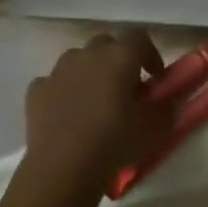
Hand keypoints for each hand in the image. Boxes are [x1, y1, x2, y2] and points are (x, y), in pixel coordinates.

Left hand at [20, 31, 171, 199]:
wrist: (63, 168)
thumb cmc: (115, 142)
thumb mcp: (155, 128)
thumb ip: (167, 107)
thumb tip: (170, 99)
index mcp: (120, 57)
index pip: (140, 37)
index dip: (150, 53)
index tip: (155, 76)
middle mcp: (88, 54)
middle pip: (106, 43)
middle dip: (118, 59)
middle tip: (126, 86)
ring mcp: (58, 70)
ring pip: (78, 59)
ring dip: (89, 71)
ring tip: (95, 99)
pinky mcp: (36, 90)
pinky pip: (54, 82)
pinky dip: (63, 91)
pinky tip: (68, 113)